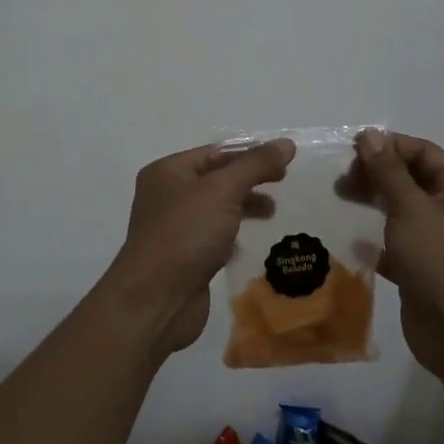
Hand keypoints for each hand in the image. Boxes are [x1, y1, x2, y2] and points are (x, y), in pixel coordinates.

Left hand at [104, 138, 296, 355]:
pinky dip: (232, 237)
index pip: (215, 153)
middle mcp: (166, 196)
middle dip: (249, 181)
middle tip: (283, 184)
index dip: (249, 154)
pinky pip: (212, 238)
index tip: (284, 162)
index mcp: (167, 172)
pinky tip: (250, 244)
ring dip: (244, 208)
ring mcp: (173, 229)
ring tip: (273, 213)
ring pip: (215, 210)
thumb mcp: (223, 191)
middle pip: (215, 180)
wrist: (156, 300)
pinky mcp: (183, 259)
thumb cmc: (186, 233)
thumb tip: (286, 144)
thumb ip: (255, 165)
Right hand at [349, 129, 443, 386]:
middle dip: (375, 175)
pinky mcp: (423, 268)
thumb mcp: (412, 208)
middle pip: (410, 179)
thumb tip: (370, 133)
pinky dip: (373, 238)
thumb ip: (388, 171)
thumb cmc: (442, 260)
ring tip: (337, 200)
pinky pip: (395, 243)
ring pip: (401, 211)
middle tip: (339, 179)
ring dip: (371, 204)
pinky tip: (348, 238)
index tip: (348, 148)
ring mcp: (439, 241)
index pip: (422, 152)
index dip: (387, 146)